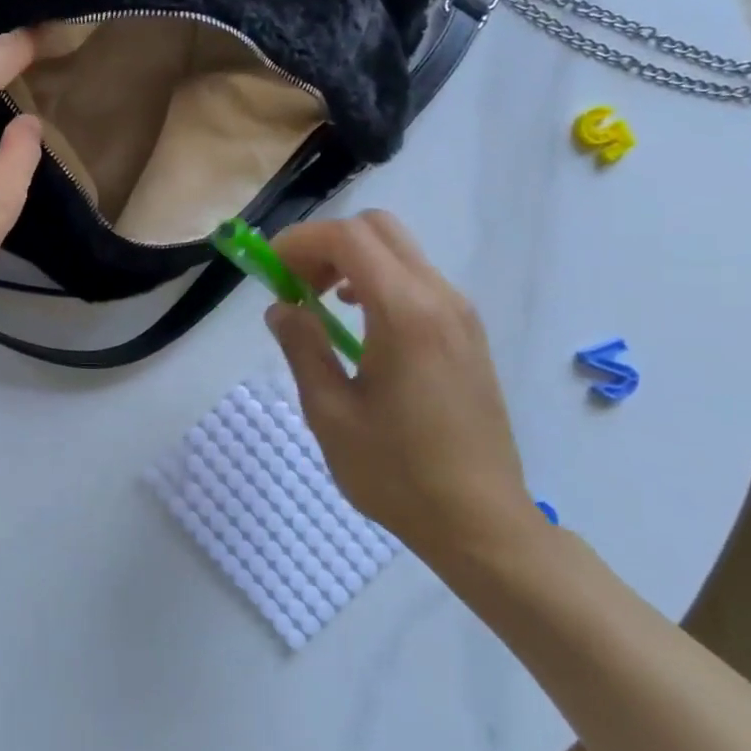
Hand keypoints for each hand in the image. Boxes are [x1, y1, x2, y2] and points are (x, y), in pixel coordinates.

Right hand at [265, 211, 536, 561]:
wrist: (481, 522)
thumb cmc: (396, 472)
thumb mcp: (329, 412)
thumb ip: (302, 347)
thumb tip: (281, 307)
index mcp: (405, 313)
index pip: (348, 237)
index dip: (300, 242)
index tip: (270, 273)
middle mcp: (440, 298)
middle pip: (377, 228)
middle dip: (326, 244)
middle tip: (296, 285)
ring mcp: (461, 314)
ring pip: (400, 250)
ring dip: (352, 260)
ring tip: (321, 305)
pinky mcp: (468, 333)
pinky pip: (418, 279)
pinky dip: (378, 279)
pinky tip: (360, 324)